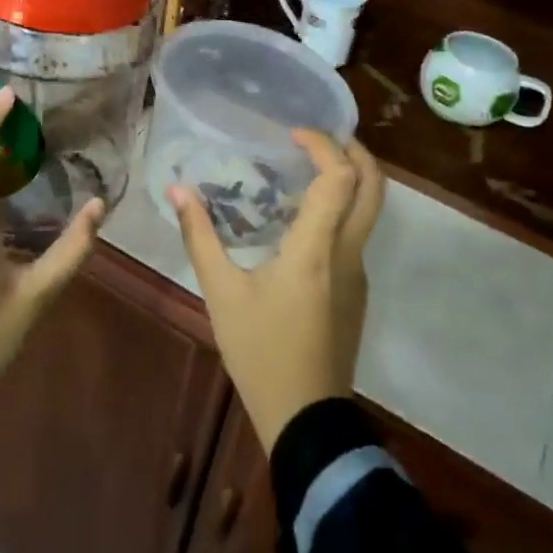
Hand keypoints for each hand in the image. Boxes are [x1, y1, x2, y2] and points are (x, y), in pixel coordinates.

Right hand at [169, 132, 383, 452]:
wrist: (306, 419)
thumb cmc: (260, 352)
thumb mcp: (221, 293)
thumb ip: (200, 237)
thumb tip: (178, 190)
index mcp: (317, 249)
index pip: (340, 178)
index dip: (323, 145)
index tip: (293, 133)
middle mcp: (348, 254)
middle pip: (374, 187)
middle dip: (355, 151)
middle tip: (317, 137)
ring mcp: (357, 274)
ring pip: (369, 211)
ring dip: (349, 179)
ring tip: (304, 168)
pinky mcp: (356, 291)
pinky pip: (355, 234)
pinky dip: (339, 208)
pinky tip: (301, 218)